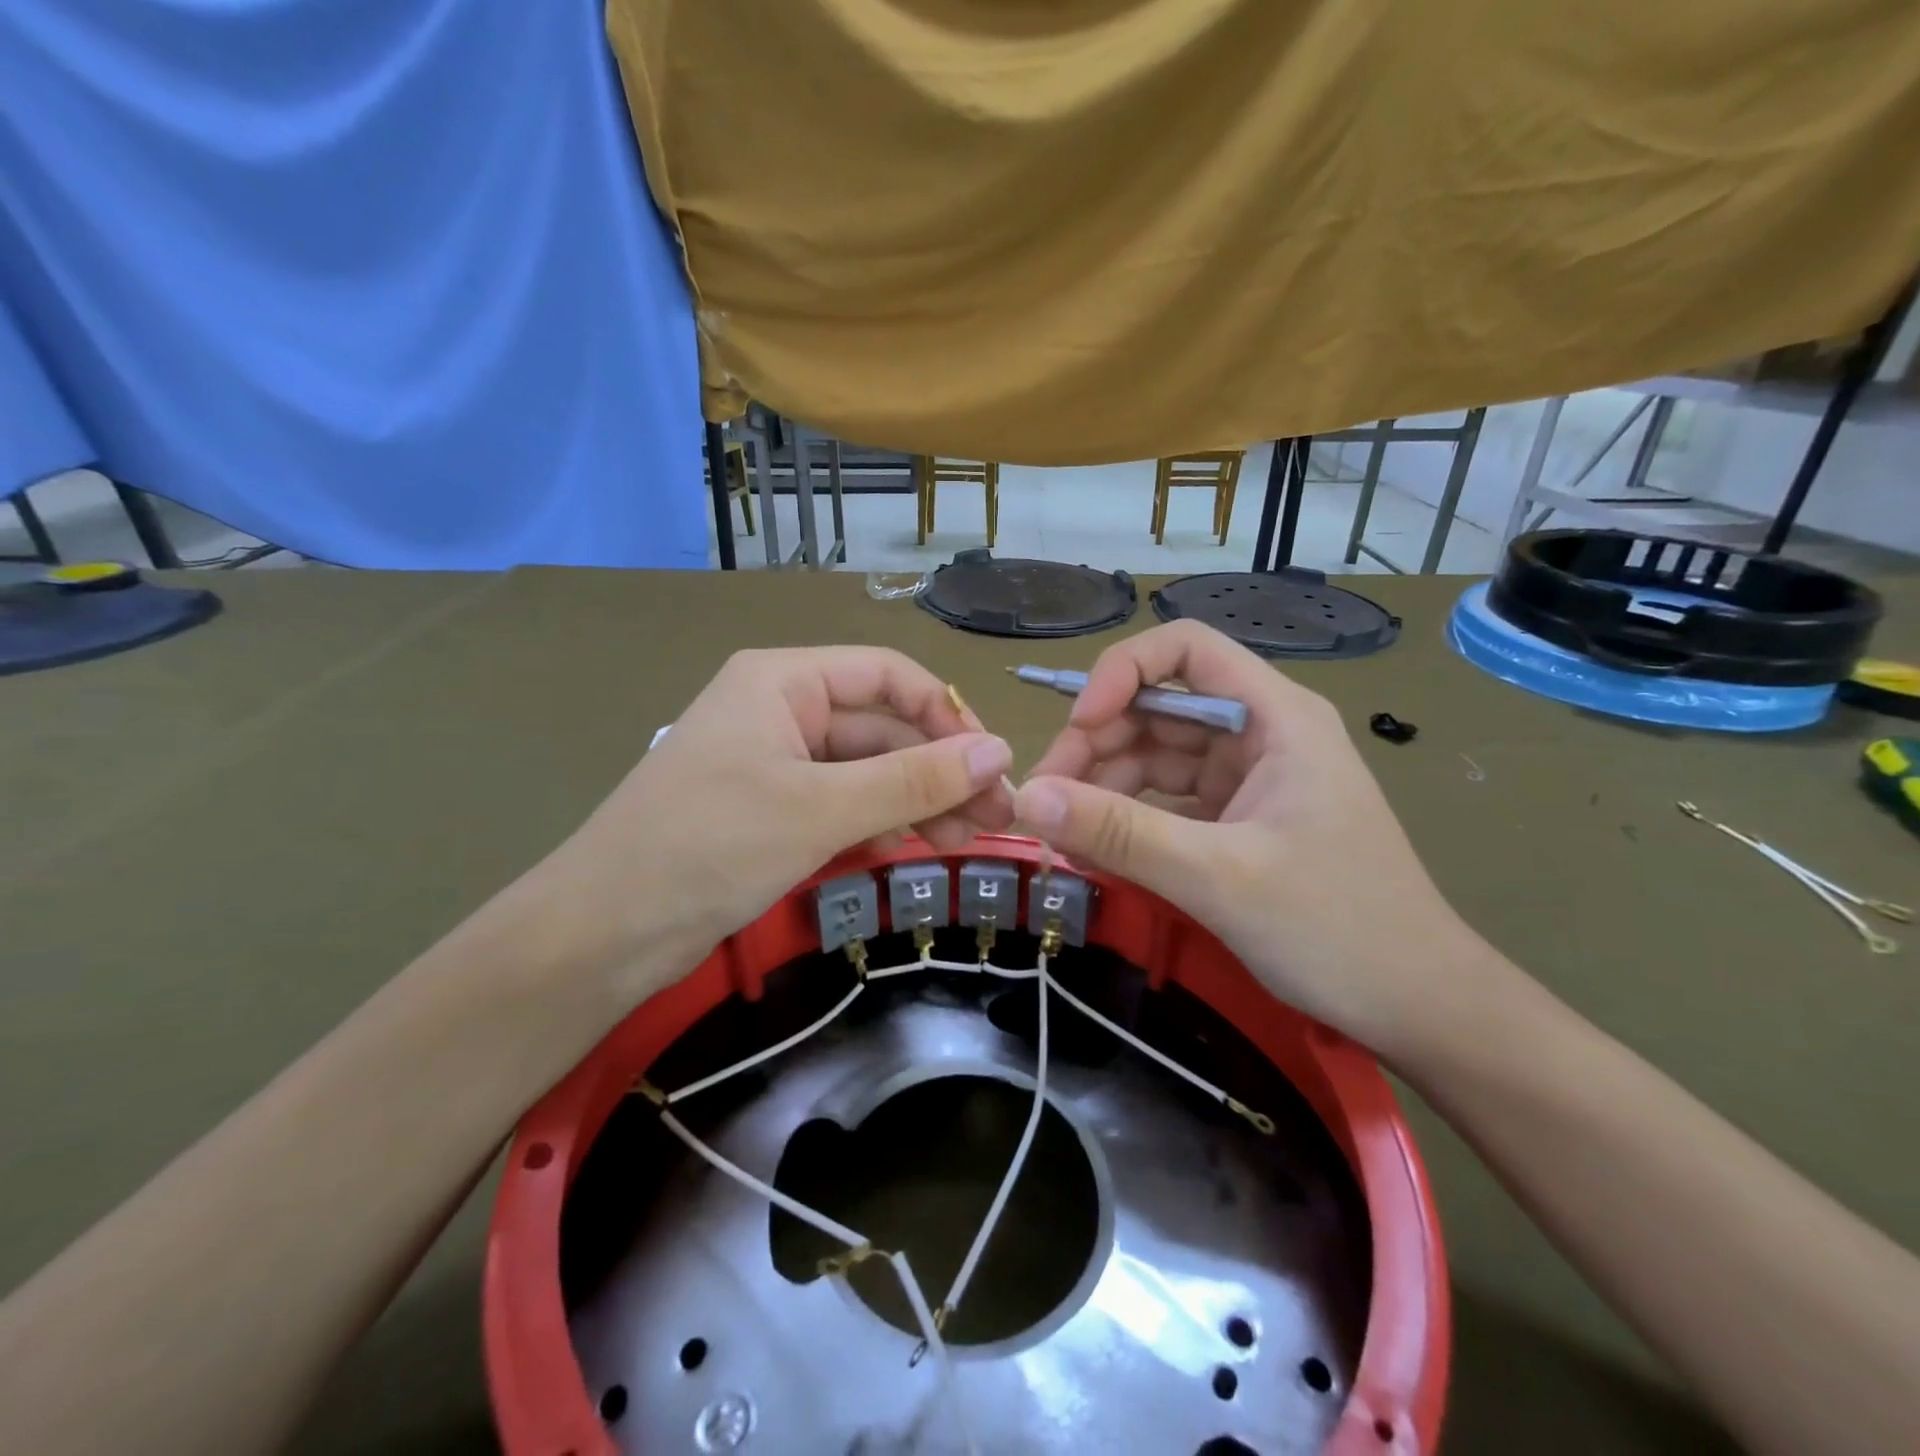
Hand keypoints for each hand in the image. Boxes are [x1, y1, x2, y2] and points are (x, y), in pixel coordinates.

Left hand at [522, 647, 1013, 1000]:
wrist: (602, 934)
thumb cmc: (708, 848)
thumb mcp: (820, 809)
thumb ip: (913, 779)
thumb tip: (1000, 752)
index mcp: (784, 681)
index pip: (888, 676)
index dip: (946, 714)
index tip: (994, 764)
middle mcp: (782, 710)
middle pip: (882, 727)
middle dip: (940, 770)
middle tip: (996, 819)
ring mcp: (776, 763)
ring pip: (868, 771)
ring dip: (918, 801)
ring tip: (966, 844)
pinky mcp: (772, 811)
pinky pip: (844, 804)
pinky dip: (881, 823)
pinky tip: (912, 851)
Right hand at [1013, 621, 1496, 1058]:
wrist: (1419, 1008)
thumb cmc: (1338, 928)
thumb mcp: (1219, 877)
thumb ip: (1121, 834)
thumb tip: (1026, 798)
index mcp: (1275, 717)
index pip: (1185, 649)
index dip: (1121, 673)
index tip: (1076, 727)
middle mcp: (1259, 734)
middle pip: (1156, 707)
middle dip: (1095, 746)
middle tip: (1044, 803)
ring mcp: (1247, 780)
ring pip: (1154, 758)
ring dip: (1102, 789)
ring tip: (1061, 838)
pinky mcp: (1236, 822)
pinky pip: (1165, 802)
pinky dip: (1126, 821)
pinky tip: (1093, 851)